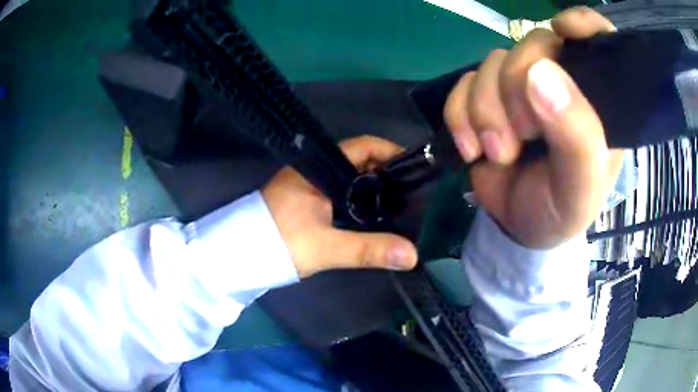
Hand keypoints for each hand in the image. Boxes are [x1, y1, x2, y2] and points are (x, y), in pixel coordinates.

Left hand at [262, 136, 417, 277]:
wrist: (237, 257)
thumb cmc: (277, 243)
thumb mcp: (325, 247)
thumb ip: (368, 250)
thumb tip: (412, 255)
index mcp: (318, 167)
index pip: (363, 146)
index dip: (391, 152)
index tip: (416, 168)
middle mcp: (315, 170)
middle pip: (360, 162)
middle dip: (388, 174)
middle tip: (414, 193)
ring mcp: (310, 186)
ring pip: (351, 180)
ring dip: (374, 190)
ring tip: (401, 206)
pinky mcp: (306, 201)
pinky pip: (341, 194)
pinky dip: (359, 202)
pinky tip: (373, 217)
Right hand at [444, 7, 624, 248]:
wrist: (519, 228)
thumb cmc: (561, 211)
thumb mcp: (580, 189)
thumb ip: (576, 137)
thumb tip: (540, 73)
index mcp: (596, 99)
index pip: (599, 39)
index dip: (582, 24)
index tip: (562, 30)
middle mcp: (562, 81)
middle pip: (533, 44)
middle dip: (516, 88)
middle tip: (522, 136)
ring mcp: (522, 87)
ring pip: (493, 62)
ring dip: (486, 110)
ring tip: (498, 153)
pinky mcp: (488, 96)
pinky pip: (464, 82)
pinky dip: (460, 115)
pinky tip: (472, 148)